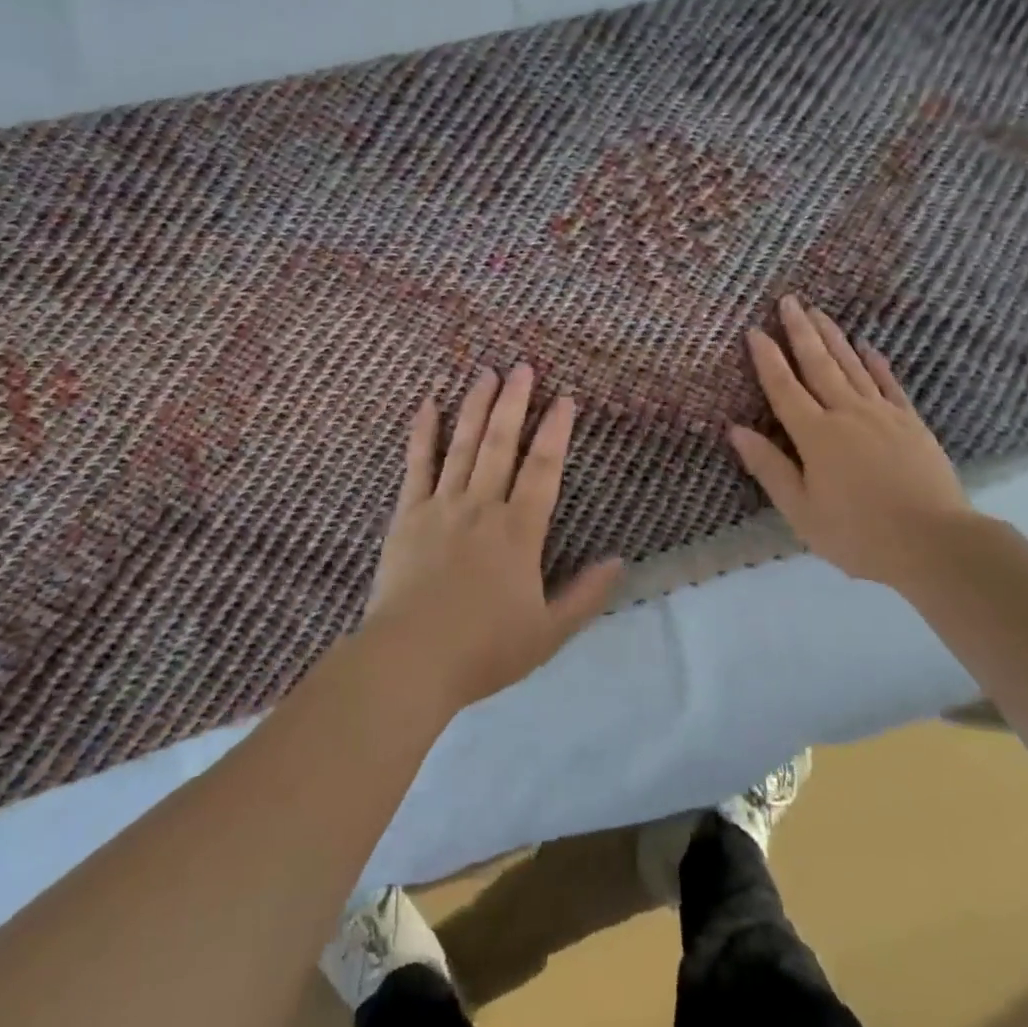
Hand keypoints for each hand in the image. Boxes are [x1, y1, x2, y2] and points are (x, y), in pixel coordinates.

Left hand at [367, 364, 623, 710]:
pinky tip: (427, 404)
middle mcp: (482, 507)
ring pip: (463, 445)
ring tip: (485, 373)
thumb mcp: (548, 632)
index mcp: (519, 531)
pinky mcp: (407, 515)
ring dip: (476, 407)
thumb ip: (585, 595)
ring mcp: (441, 506)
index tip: (564, 397)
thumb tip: (620, 561)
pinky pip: (416, 465)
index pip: (544, 469)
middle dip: (514, 402)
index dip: (556, 431)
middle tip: (522, 366)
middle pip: (502, 444)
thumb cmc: (484, 649)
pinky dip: (423, 433)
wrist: (411, 660)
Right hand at [729, 296, 973, 588]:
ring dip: (833, 337)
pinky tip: (867, 347)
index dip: (767, 358)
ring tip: (819, 311)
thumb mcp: (801, 511)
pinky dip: (876, 363)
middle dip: (800, 331)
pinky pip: (889, 384)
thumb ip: (769, 467)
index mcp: (815, 435)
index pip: (784, 388)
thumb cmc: (858, 534)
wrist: (935, 543)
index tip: (755, 330)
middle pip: (818, 364)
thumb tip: (735, 430)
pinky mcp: (910, 423)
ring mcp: (882, 415)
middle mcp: (846, 413)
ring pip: (852, 366)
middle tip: (788, 300)